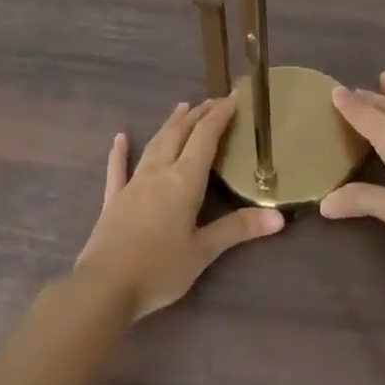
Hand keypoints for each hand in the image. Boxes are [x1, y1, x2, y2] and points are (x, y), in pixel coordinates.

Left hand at [76, 97, 284, 320]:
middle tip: (213, 100)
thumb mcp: (204, 251)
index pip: (206, 138)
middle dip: (199, 115)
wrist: (104, 287)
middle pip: (180, 134)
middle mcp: (159, 173)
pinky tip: (120, 138)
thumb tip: (279, 217)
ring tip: (182, 107)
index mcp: (184, 181)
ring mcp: (133, 184)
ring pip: (155, 145)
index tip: (234, 97)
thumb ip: (238, 229)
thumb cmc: (160, 269)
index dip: (220, 115)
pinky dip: (120, 152)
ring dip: (170, 124)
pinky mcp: (113, 200)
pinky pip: (118, 169)